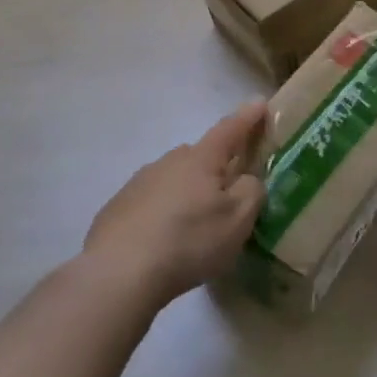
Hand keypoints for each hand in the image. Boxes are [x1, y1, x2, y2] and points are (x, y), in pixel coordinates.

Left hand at [84, 102, 268, 310]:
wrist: (117, 274)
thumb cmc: (188, 240)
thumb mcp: (238, 219)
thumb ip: (252, 190)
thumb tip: (247, 179)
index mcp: (201, 159)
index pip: (230, 129)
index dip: (248, 117)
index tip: (260, 102)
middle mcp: (168, 162)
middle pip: (200, 156)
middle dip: (217, 166)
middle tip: (229, 190)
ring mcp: (138, 183)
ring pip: (174, 179)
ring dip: (188, 193)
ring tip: (196, 226)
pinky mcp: (116, 209)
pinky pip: (151, 203)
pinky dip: (163, 214)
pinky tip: (163, 242)